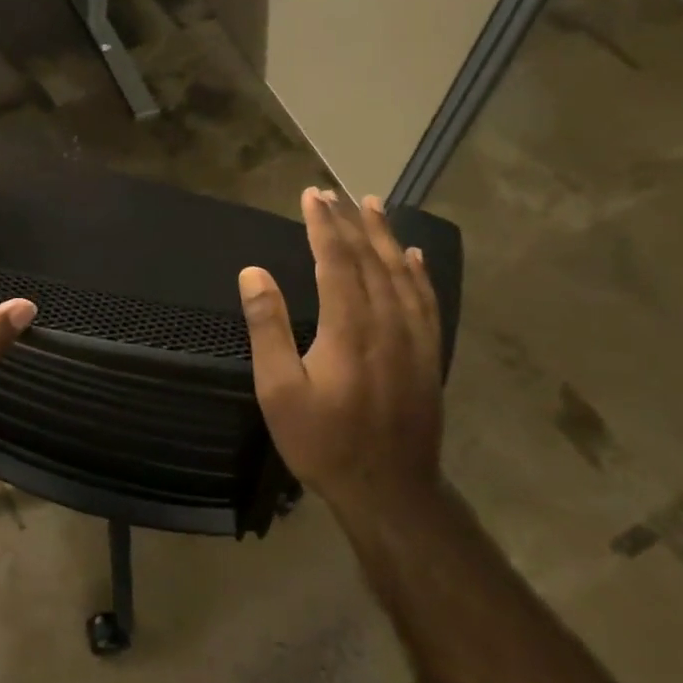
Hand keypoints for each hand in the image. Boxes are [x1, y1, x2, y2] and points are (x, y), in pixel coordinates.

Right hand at [238, 188, 442, 522]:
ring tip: (373, 206)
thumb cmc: (323, 442)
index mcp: (349, 327)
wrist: (389, 490)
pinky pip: (426, 301)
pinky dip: (418, 273)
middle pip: (371, 259)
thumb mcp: (279, 391)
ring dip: (385, 237)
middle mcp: (387, 322)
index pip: (336, 260)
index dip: (323, 225)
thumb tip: (254, 273)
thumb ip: (268, 328)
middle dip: (350, 222)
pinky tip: (414, 257)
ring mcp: (414, 338)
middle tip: (334, 192)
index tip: (311, 195)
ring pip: (402, 274)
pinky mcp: (428, 355)